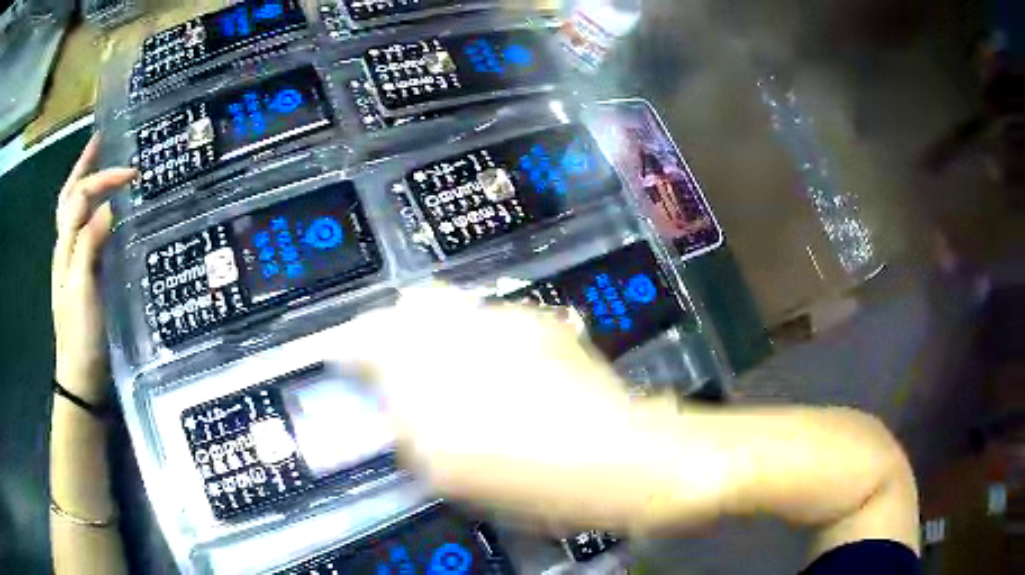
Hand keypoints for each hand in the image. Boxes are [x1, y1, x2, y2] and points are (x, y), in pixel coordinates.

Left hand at [52, 135, 135, 404]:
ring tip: (101, 166)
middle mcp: (65, 247)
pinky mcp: (83, 276)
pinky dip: (91, 211)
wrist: (79, 375)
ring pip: (74, 212)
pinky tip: (104, 212)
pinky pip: (84, 232)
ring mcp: (72, 263)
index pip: (81, 196)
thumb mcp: (83, 288)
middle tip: (102, 141)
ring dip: (85, 183)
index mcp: (64, 246)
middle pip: (69, 196)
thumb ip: (89, 243)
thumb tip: (109, 205)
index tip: (133, 174)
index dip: (104, 178)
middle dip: (84, 165)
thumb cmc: (80, 333)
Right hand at [351, 287, 681, 531]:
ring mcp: (505, 320)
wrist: (614, 456)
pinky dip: (479, 337)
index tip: (344, 361)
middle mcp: (463, 330)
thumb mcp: (447, 469)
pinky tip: (499, 371)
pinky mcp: (539, 322)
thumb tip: (387, 399)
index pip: (365, 336)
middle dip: (396, 331)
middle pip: (410, 305)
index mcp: (429, 370)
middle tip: (401, 369)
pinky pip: (490, 318)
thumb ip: (405, 423)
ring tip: (453, 372)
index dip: (348, 346)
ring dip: (438, 332)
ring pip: (450, 306)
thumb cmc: (526, 479)